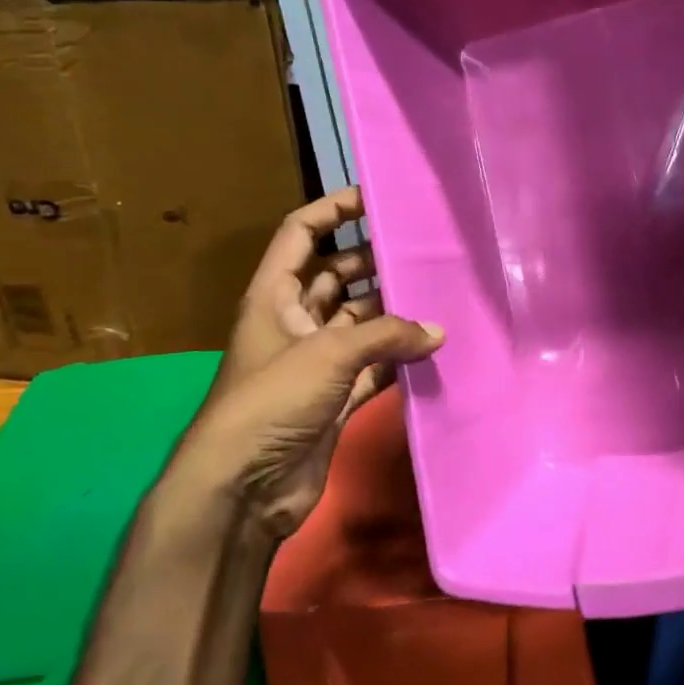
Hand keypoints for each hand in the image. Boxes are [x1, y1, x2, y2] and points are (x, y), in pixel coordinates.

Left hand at [168, 188, 442, 541]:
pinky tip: (432, 349)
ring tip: (439, 295)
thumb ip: (386, 335)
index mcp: (273, 296)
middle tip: (424, 251)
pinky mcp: (335, 398)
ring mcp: (316, 363)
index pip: (301, 233)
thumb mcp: (327, 354)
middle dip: (375, 263)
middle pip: (337, 277)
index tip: (376, 196)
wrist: (243, 487)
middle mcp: (294, 323)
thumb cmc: (271, 401)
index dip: (333, 210)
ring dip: (393, 314)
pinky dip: (398, 359)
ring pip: (361, 323)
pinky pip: (373, 367)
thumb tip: (437, 331)